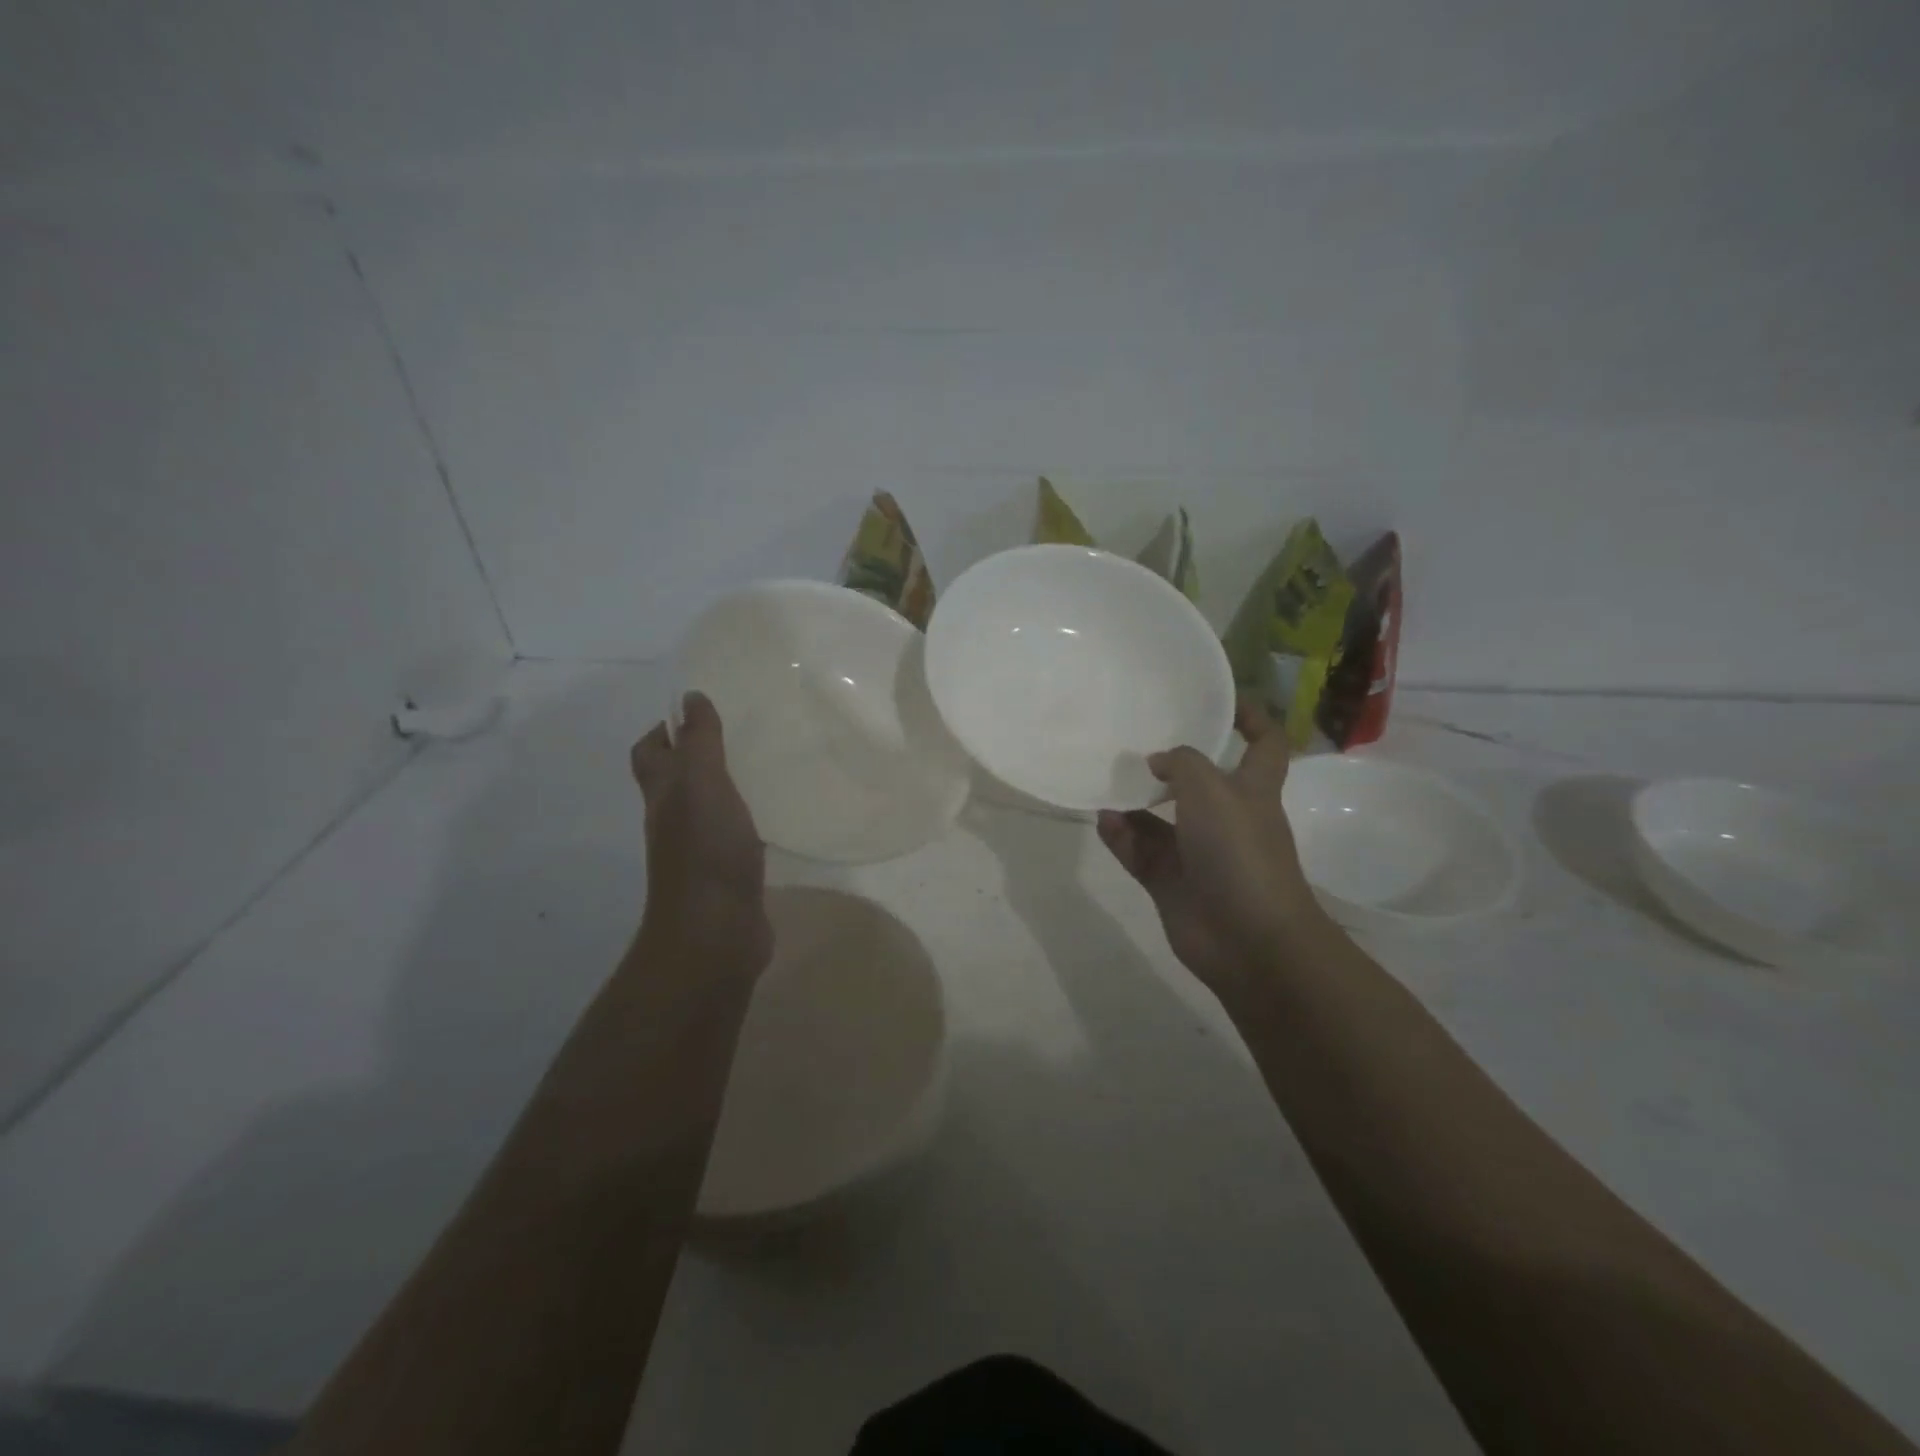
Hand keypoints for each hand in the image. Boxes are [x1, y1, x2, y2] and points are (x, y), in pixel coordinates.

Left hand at [630, 692, 771, 975]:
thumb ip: (699, 741)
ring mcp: (699, 850)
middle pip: (675, 780)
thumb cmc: (706, 850)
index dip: (665, 730)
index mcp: (664, 794)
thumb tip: (689, 698)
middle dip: (697, 756)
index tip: (700, 714)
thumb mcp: (702, 783)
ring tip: (761, 768)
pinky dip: (744, 821)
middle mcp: (674, 820)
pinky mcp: (727, 874)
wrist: (717, 931)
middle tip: (738, 736)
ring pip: (705, 808)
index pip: (650, 753)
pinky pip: (731, 836)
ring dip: (723, 788)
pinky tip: (772, 816)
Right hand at [1097, 702, 1323, 1003]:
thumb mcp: (1212, 790)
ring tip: (1103, 780)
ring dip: (1134, 802)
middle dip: (1169, 763)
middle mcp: (1224, 818)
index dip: (1250, 717)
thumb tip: (1157, 761)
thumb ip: (1182, 763)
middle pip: (1198, 782)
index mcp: (1252, 790)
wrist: (1247, 938)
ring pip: (1158, 819)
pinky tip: (1102, 819)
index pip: (1264, 744)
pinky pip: (1138, 851)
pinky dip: (1120, 836)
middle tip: (1132, 740)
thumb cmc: (1239, 852)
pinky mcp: (1169, 881)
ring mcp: (1195, 852)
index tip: (1219, 699)